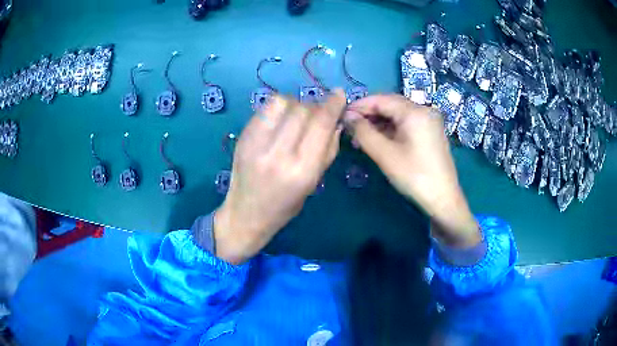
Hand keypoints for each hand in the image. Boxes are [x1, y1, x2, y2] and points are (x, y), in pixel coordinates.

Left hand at [214, 91, 345, 263]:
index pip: (321, 125)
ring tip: (296, 116)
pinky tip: (280, 119)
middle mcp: (278, 154)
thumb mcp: (314, 183)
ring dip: (296, 104)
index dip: (333, 105)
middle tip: (318, 114)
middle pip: (303, 110)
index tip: (339, 95)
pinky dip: (278, 107)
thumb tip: (336, 120)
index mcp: (301, 170)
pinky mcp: (243, 136)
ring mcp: (256, 143)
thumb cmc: (285, 204)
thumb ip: (328, 149)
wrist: (246, 213)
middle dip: (316, 106)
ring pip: (282, 102)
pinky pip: (265, 108)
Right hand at [345, 95, 479, 247]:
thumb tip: (347, 116)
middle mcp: (424, 110)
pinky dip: (390, 129)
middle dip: (368, 115)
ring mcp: (429, 121)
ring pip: (397, 115)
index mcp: (415, 111)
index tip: (341, 116)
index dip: (359, 105)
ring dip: (378, 123)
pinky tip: (378, 140)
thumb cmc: (414, 176)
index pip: (381, 99)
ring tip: (360, 138)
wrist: (443, 199)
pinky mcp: (430, 132)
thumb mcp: (385, 154)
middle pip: (390, 105)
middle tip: (349, 129)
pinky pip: (406, 124)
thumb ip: (363, 131)